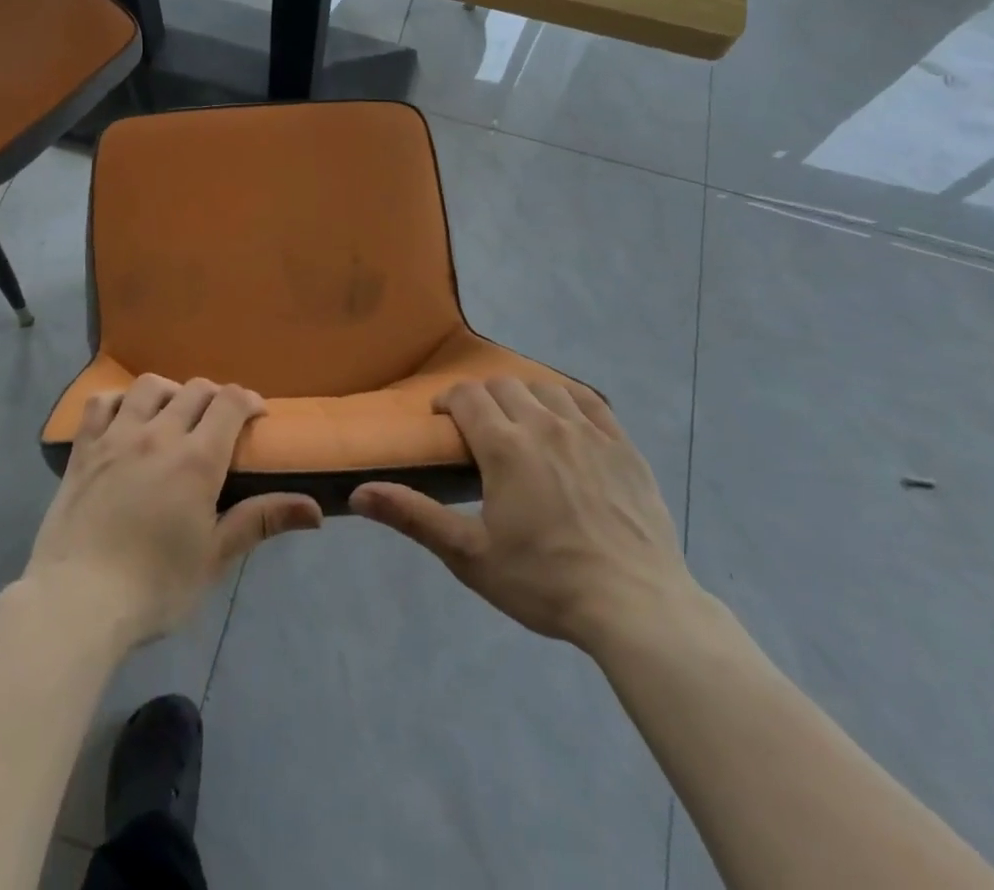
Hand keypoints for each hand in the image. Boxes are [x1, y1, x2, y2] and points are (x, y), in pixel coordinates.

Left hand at [24, 375, 322, 645]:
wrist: (77, 602)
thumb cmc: (155, 587)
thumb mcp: (215, 557)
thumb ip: (261, 521)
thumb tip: (316, 509)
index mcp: (196, 459)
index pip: (230, 402)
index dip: (248, 399)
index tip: (256, 414)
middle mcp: (159, 434)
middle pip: (194, 390)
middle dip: (215, 397)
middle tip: (219, 422)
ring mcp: (116, 437)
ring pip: (149, 387)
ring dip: (170, 391)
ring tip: (173, 413)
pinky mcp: (83, 449)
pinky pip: (101, 403)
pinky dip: (119, 400)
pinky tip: (126, 417)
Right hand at [350, 378, 699, 656]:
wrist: (635, 606)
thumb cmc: (545, 583)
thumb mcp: (469, 556)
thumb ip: (413, 516)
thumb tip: (357, 493)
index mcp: (504, 446)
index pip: (466, 397)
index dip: (447, 401)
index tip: (442, 421)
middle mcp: (543, 425)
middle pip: (502, 386)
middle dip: (481, 398)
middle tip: (477, 429)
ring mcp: (588, 432)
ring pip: (544, 387)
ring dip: (522, 396)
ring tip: (518, 423)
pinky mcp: (622, 446)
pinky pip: (590, 401)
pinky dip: (567, 399)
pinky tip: (563, 418)